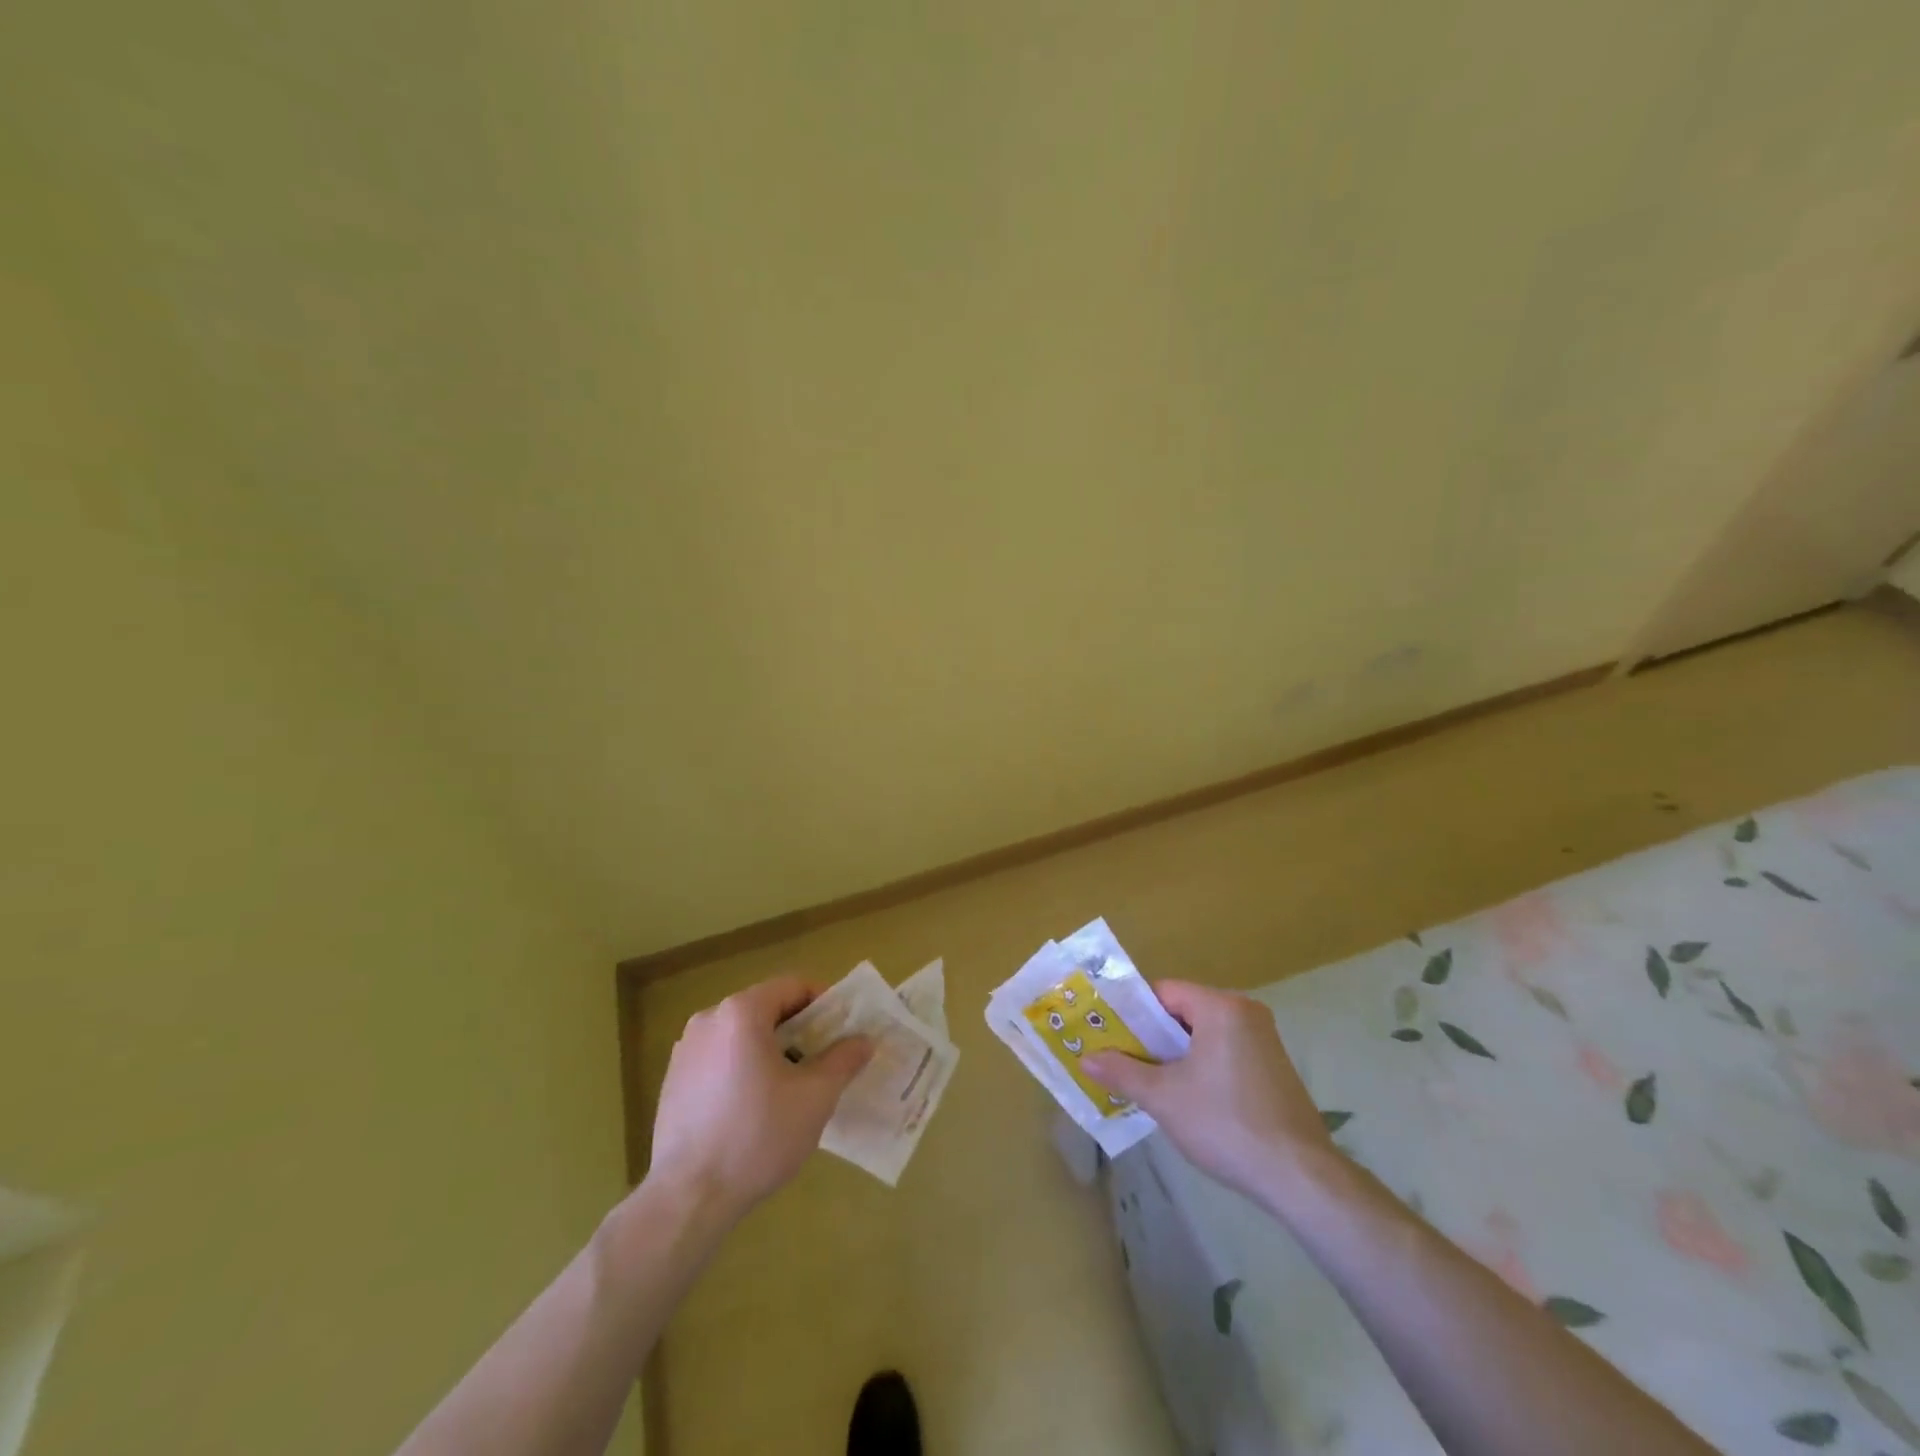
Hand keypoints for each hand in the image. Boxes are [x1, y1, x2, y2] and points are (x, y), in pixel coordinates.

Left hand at [645, 976, 871, 1222]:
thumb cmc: (757, 1136)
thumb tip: (864, 1040)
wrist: (687, 1198)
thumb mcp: (815, 1097)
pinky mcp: (674, 1080)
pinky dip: (744, 1067)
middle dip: (800, 1028)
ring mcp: (686, 1050)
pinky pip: (720, 1058)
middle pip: (767, 1008)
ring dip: (772, 1049)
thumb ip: (843, 1060)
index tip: (844, 1030)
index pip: (793, 985)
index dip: (825, 1002)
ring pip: (742, 1034)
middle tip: (825, 1059)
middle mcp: (709, 1019)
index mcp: (741, 1012)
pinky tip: (755, 1107)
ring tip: (793, 1086)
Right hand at [1084, 980, 1329, 1198]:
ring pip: (1203, 1035)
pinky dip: (1201, 1066)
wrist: (1299, 1176)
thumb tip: (1084, 1058)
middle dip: (1151, 1037)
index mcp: (1221, 1007)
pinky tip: (1187, 1099)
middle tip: (1120, 1060)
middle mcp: (1245, 1012)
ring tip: (1146, 1082)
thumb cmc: (1225, 1123)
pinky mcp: (1274, 1067)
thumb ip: (1122, 1072)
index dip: (1132, 1013)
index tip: (1109, 1035)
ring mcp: (1264, 1040)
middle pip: (1183, 1012)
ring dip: (1175, 1055)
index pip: (1163, 992)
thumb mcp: (1163, 1097)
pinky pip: (1224, 1052)